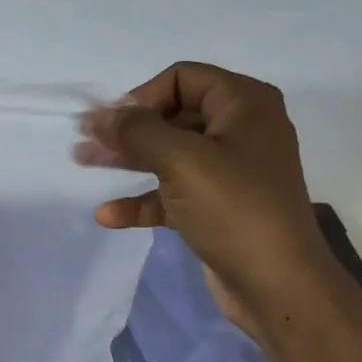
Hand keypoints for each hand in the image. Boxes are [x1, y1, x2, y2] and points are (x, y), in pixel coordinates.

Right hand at [79, 62, 333, 331]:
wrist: (277, 284)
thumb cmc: (234, 209)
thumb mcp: (182, 160)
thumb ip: (137, 131)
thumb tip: (100, 115)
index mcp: (244, 104)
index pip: (182, 78)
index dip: (142, 96)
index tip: (110, 125)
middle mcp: (239, 130)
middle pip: (172, 115)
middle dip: (128, 129)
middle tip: (86, 143)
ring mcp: (228, 171)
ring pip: (168, 155)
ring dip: (127, 160)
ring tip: (85, 164)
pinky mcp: (216, 207)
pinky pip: (172, 193)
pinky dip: (142, 200)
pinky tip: (109, 216)